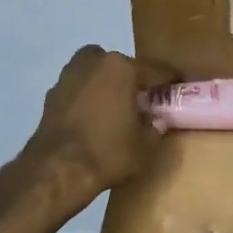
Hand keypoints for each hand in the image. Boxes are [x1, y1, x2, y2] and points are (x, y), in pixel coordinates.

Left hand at [19, 47, 175, 215]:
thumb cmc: (107, 153)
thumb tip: (158, 120)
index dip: (170, 78)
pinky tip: (94, 118)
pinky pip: (79, 89)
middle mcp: (93, 62)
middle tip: (143, 98)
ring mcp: (68, 76)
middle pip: (121, 65)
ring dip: (107, 84)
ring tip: (117, 107)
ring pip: (95, 73)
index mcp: (121, 68)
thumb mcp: (143, 146)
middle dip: (132, 78)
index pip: (155, 69)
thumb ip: (154, 128)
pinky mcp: (51, 94)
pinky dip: (88, 98)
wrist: (56, 170)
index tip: (181, 83)